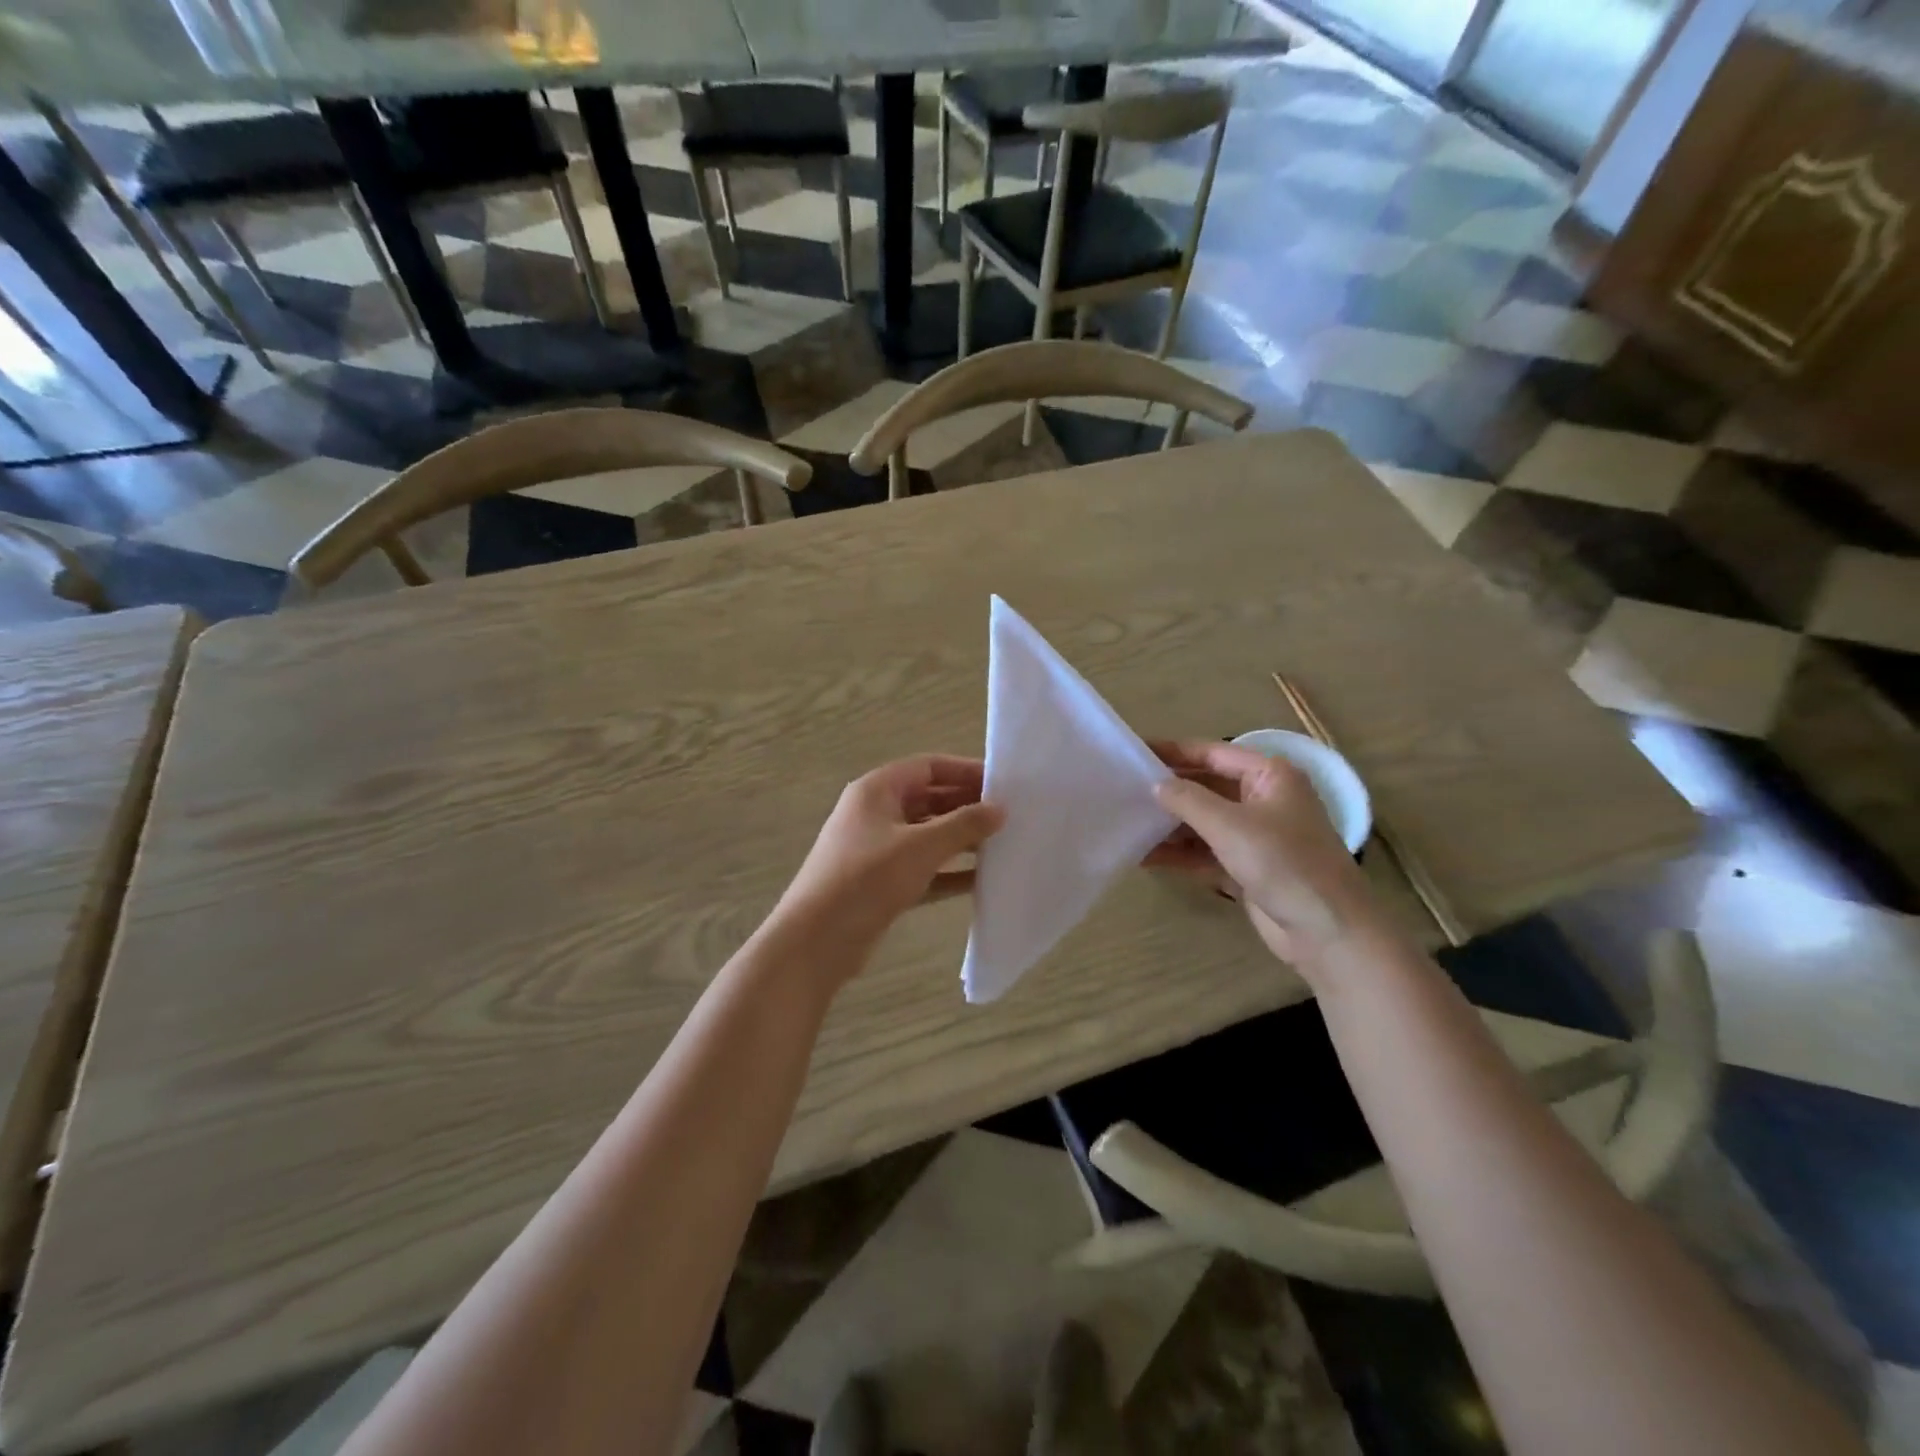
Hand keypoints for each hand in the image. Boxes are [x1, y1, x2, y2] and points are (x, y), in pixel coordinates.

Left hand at [775, 755, 1004, 966]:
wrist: (816, 941)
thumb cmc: (867, 879)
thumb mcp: (921, 847)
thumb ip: (963, 825)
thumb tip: (1000, 809)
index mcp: (877, 791)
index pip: (928, 767)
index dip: (965, 771)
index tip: (1003, 783)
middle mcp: (876, 814)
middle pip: (929, 800)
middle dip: (967, 807)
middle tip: (1010, 816)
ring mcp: (877, 850)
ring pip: (928, 836)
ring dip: (961, 840)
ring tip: (1003, 845)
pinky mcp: (882, 883)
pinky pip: (923, 868)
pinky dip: (949, 871)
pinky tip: (982, 880)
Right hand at [1147, 739, 1386, 972]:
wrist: (1328, 932)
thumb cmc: (1284, 864)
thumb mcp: (1230, 825)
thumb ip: (1187, 800)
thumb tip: (1156, 785)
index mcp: (1269, 776)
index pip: (1213, 752)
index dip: (1173, 751)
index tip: (1134, 751)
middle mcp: (1263, 800)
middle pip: (1206, 786)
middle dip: (1168, 791)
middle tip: (1122, 790)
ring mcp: (1255, 836)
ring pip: (1203, 822)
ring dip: (1169, 825)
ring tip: (1126, 823)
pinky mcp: (1247, 867)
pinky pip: (1205, 852)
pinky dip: (1179, 854)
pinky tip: (1144, 856)